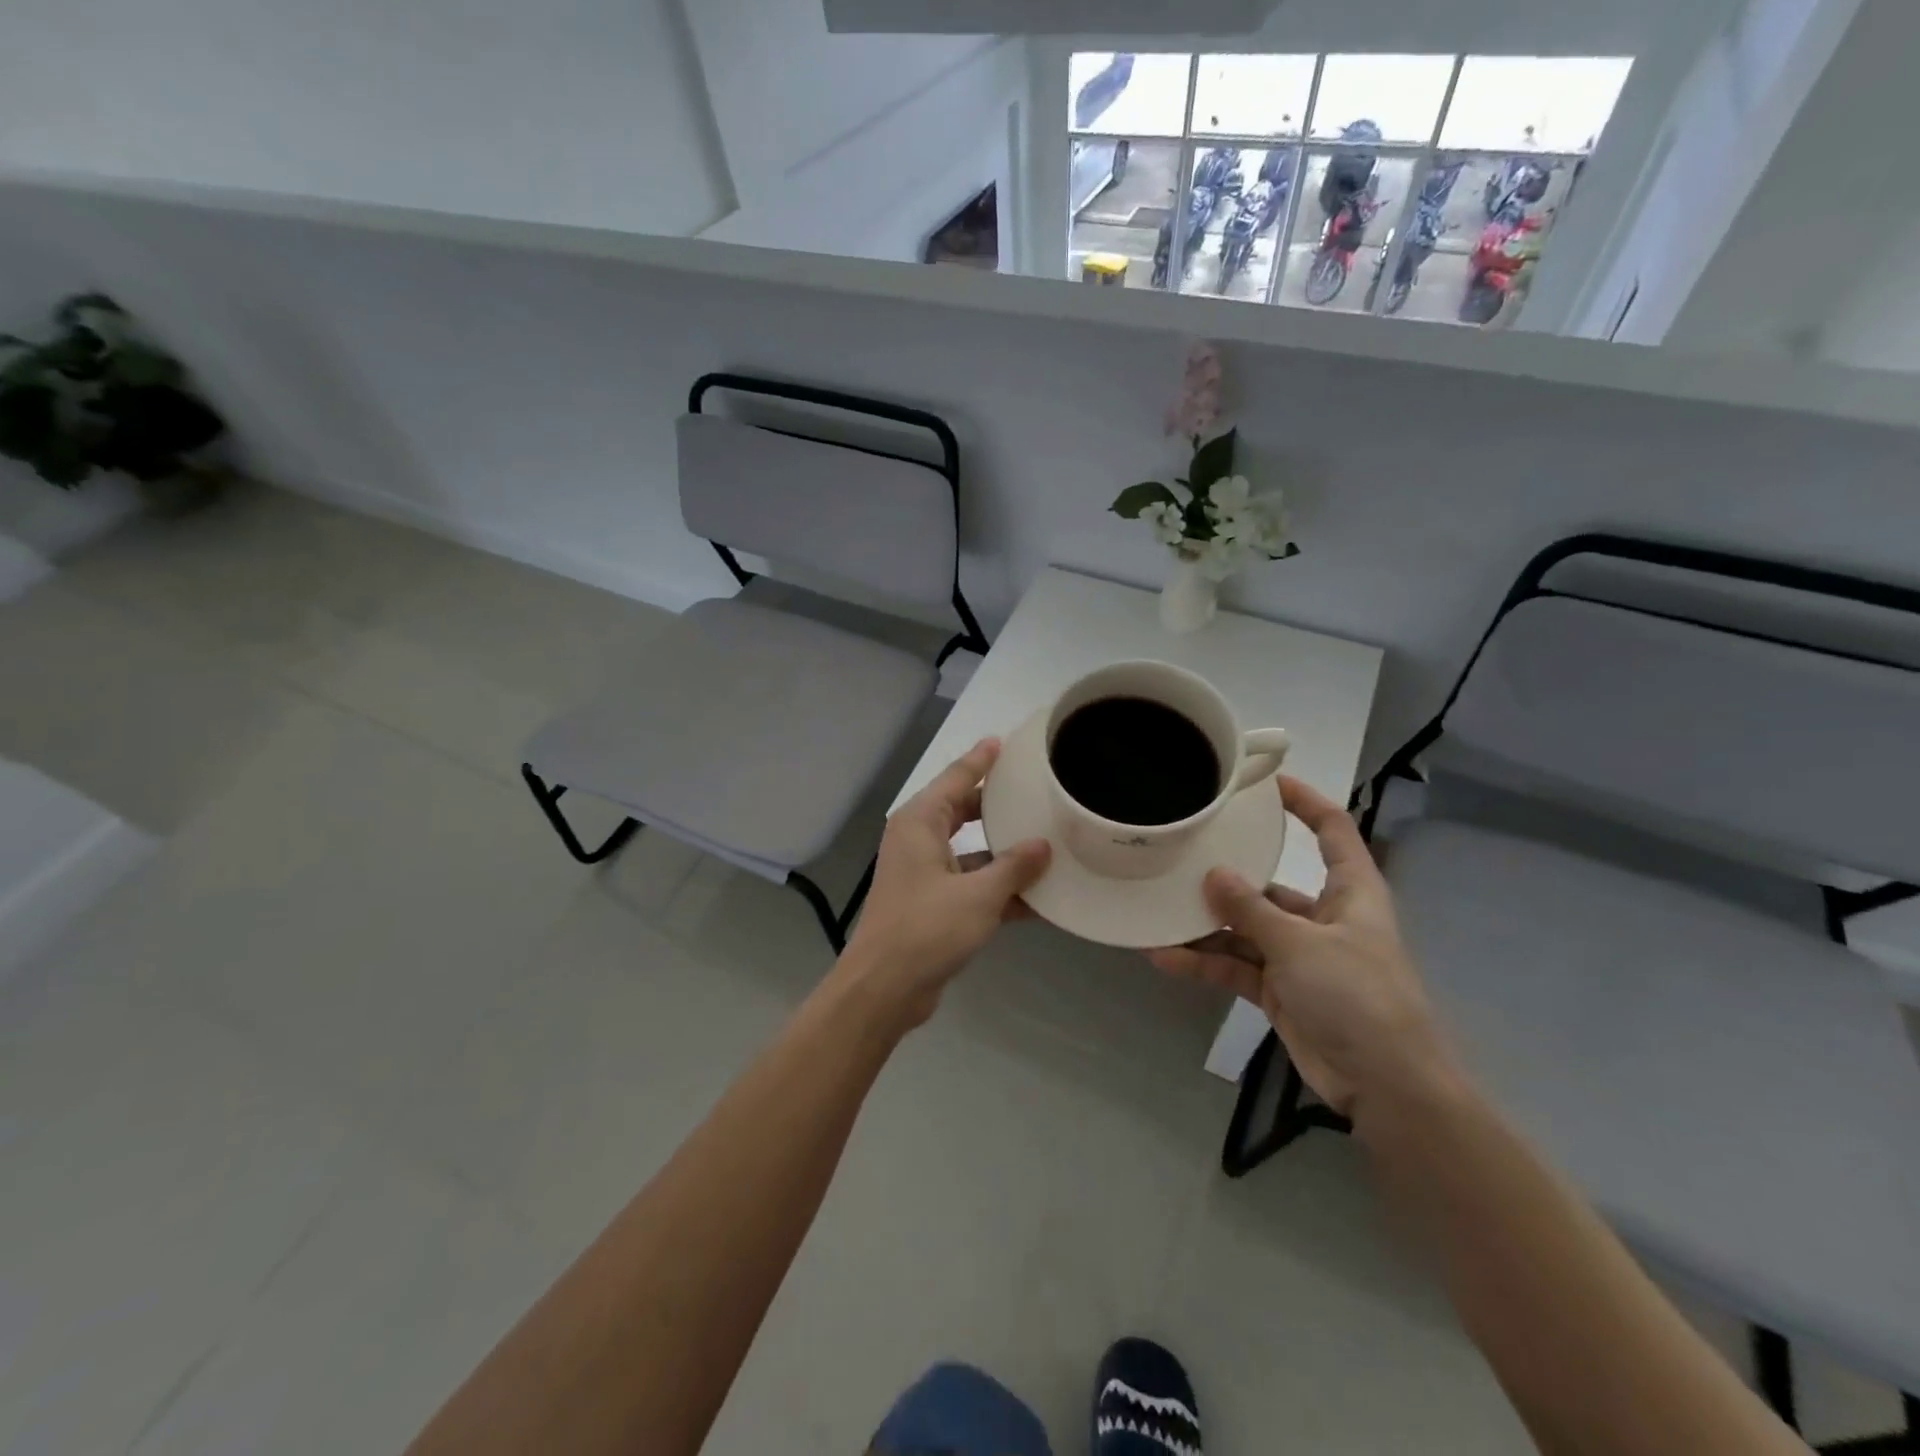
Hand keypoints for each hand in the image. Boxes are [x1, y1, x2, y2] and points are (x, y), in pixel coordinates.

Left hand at [838, 739, 1050, 1025]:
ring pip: (971, 850)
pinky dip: (998, 888)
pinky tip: (1038, 897)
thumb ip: (1014, 867)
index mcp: (920, 823)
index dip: (981, 760)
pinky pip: (971, 884)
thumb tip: (1044, 845)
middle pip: (963, 811)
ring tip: (1047, 841)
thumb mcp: (978, 895)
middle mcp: (919, 840)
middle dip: (996, 804)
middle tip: (1033, 790)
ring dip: (1004, 852)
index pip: (956, 778)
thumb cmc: (926, 929)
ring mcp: (925, 874)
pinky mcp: (932, 904)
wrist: (884, 988)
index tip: (1004, 742)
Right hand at [1147, 776, 1455, 1118]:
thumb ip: (1252, 910)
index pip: (1333, 830)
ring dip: (1206, 926)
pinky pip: (1236, 967)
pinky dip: (1205, 963)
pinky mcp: (1280, 990)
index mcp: (1349, 892)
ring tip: (1158, 913)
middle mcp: (1323, 917)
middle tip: (1181, 856)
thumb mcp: (1300, 945)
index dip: (1305, 802)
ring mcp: (1299, 956)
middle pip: (1270, 885)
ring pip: (1245, 929)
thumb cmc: (1357, 997)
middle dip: (1227, 877)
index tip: (1265, 783)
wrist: (1386, 1085)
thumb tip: (1213, 874)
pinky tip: (1166, 958)